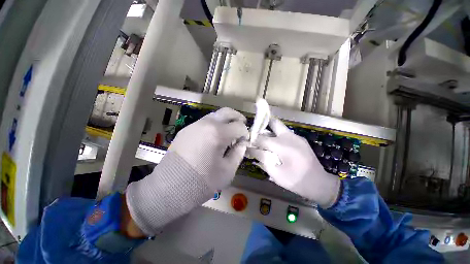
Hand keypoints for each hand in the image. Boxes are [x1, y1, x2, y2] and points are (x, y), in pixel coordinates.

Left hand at [169, 107, 248, 188]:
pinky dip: (215, 125)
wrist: (169, 188)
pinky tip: (214, 137)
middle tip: (242, 127)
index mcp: (217, 133)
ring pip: (216, 115)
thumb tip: (242, 142)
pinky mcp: (186, 129)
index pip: (239, 126)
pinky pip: (205, 122)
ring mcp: (194, 125)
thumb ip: (238, 152)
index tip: (245, 141)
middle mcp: (206, 124)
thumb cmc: (202, 182)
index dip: (245, 133)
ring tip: (229, 132)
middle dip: (238, 118)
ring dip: (226, 120)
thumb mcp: (227, 170)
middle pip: (227, 112)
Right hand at [246, 118, 339, 207]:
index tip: (245, 141)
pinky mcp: (300, 140)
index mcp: (282, 145)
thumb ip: (262, 159)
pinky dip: (277, 135)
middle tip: (255, 131)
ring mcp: (296, 137)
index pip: (261, 138)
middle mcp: (289, 137)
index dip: (252, 139)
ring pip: (279, 127)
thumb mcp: (275, 173)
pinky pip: (285, 133)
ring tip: (263, 139)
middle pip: (273, 122)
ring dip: (270, 130)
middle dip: (263, 124)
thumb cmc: (296, 181)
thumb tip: (251, 150)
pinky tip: (275, 145)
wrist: (320, 183)